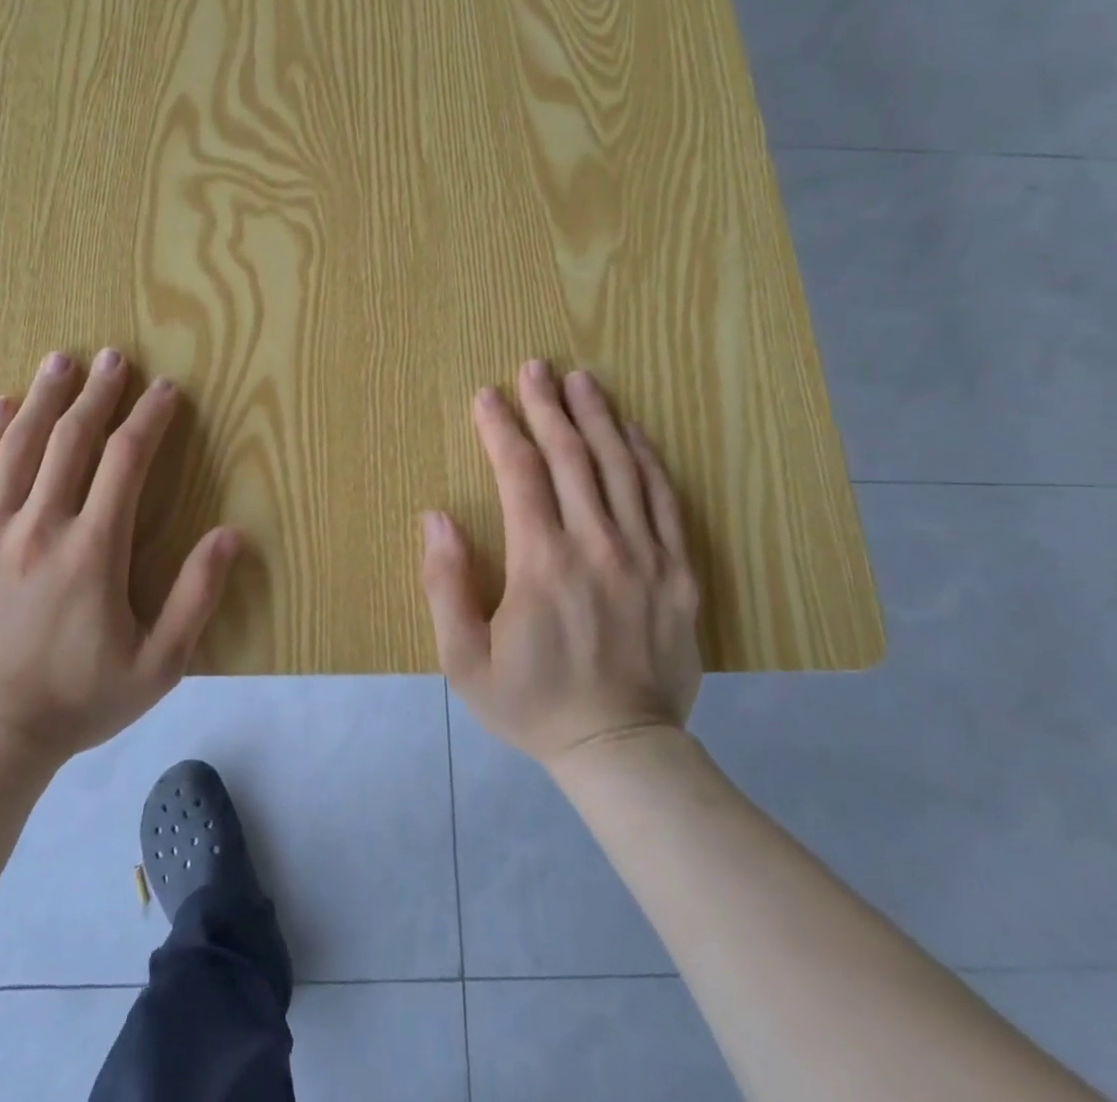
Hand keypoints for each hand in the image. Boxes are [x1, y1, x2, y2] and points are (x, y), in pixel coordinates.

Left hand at [0, 349, 240, 763]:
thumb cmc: (77, 702)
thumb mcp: (158, 664)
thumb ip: (196, 596)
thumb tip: (230, 534)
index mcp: (92, 550)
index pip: (127, 460)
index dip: (149, 418)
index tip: (165, 390)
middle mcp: (39, 527)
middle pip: (71, 440)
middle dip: (97, 393)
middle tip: (112, 357)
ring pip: (18, 449)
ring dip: (44, 399)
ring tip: (60, 362)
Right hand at [420, 361, 701, 768]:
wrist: (622, 750)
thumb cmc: (532, 703)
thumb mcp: (464, 659)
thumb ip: (445, 584)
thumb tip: (436, 517)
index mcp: (542, 561)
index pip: (519, 472)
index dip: (501, 427)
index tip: (487, 395)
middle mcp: (596, 545)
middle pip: (571, 456)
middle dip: (549, 406)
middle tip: (536, 366)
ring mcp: (645, 556)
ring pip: (621, 468)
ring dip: (598, 418)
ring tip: (583, 381)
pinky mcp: (680, 572)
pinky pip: (665, 501)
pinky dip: (647, 460)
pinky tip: (634, 433)